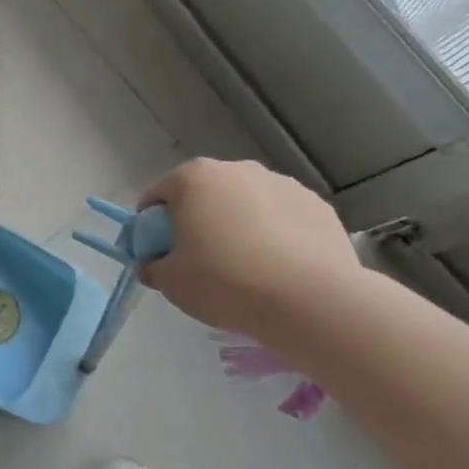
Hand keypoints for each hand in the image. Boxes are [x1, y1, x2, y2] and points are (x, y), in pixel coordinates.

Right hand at [138, 159, 364, 338]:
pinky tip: (281, 267)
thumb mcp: (171, 282)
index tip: (161, 255)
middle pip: (204, 194)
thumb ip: (152, 267)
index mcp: (192, 178)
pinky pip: (283, 217)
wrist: (309, 300)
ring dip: (240, 224)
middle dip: (199, 220)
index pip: (158, 197)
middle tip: (202, 261)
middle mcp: (235, 169)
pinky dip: (277, 234)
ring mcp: (280, 183)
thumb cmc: (225, 282)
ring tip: (248, 267)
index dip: (152, 226)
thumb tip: (152, 264)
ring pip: (246, 203)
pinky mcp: (316, 204)